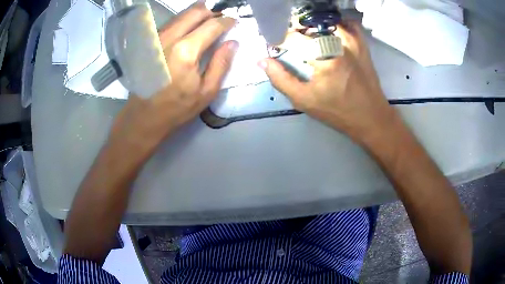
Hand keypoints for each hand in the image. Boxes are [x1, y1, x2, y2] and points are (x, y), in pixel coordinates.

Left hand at [110, 3, 236, 151]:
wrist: (143, 115)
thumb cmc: (177, 107)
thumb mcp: (206, 92)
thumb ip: (221, 63)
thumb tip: (233, 42)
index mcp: (186, 51)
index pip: (212, 25)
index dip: (226, 21)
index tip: (234, 21)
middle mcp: (170, 38)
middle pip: (195, 11)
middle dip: (212, 11)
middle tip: (222, 18)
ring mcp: (157, 38)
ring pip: (182, 14)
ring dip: (198, 13)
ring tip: (209, 21)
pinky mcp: (150, 42)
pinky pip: (172, 22)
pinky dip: (185, 20)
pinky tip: (191, 28)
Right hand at [260, 22, 397, 142]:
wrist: (371, 116)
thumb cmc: (337, 111)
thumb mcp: (304, 100)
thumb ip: (280, 79)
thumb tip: (261, 60)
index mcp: (323, 57)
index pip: (292, 37)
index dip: (279, 39)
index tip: (275, 46)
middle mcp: (338, 42)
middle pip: (308, 24)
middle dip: (294, 31)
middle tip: (291, 43)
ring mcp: (352, 40)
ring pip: (326, 20)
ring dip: (313, 26)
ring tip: (308, 38)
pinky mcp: (361, 42)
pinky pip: (347, 23)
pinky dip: (336, 24)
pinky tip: (330, 33)